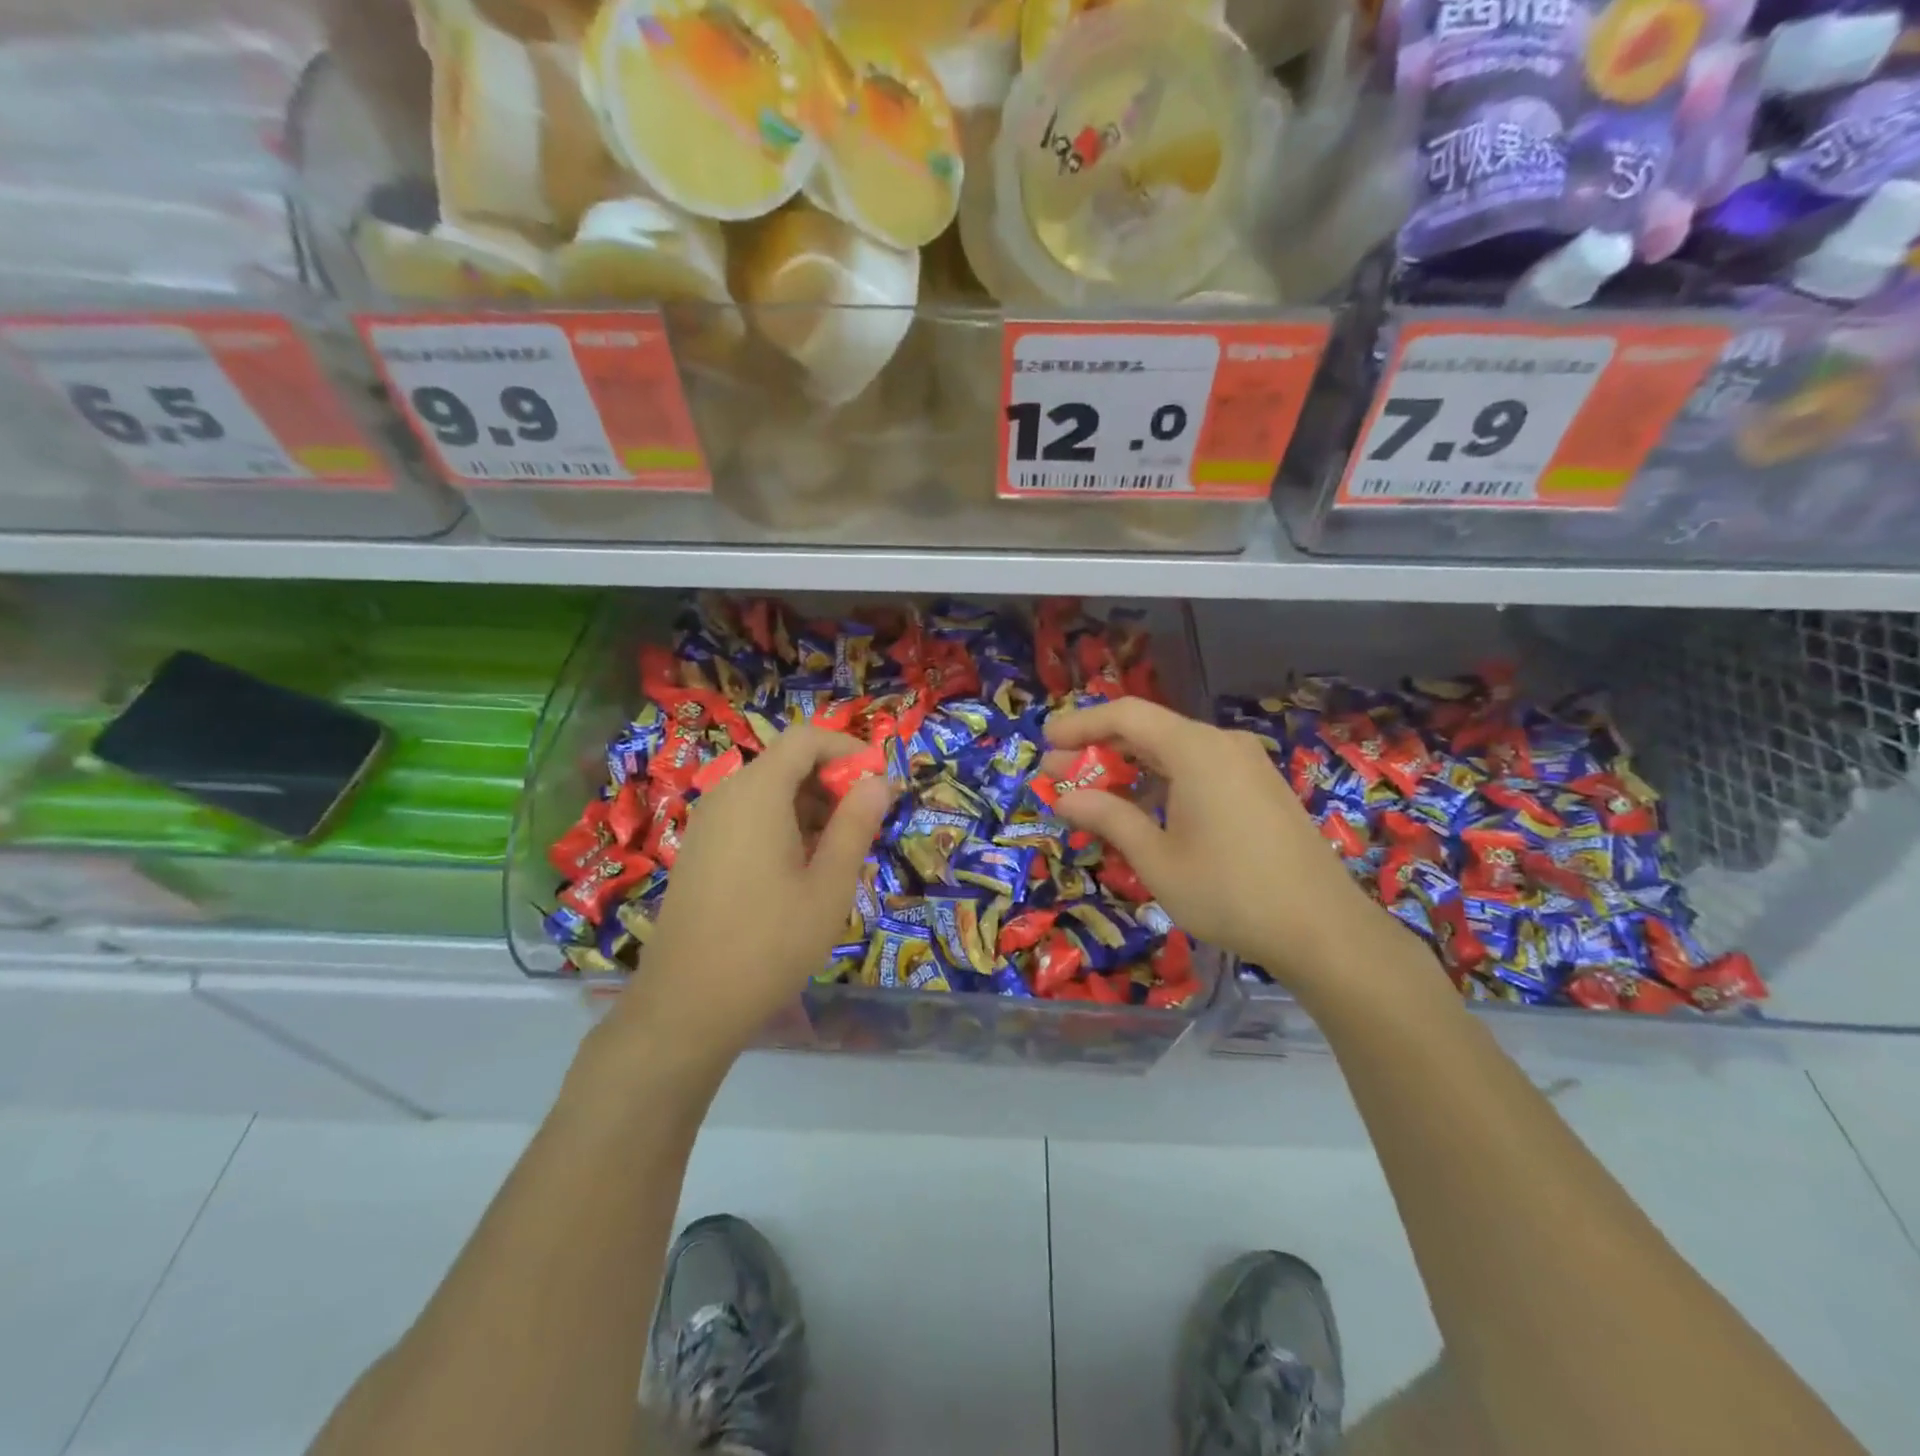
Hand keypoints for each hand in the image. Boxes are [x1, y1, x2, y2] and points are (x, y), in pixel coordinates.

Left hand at [606, 725, 895, 1066]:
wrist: (686, 1006)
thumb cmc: (769, 943)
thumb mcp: (829, 886)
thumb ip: (856, 825)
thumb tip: (878, 783)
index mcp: (758, 793)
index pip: (806, 738)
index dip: (848, 749)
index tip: (880, 783)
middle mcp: (726, 795)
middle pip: (787, 763)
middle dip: (833, 783)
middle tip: (866, 826)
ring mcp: (708, 823)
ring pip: (769, 791)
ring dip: (811, 807)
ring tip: (839, 854)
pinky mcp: (700, 850)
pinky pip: (749, 817)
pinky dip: (784, 826)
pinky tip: (802, 871)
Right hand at [1046, 697, 1411, 989]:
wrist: (1323, 930)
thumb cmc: (1229, 892)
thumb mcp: (1156, 859)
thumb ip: (1108, 817)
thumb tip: (1065, 797)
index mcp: (1196, 749)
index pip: (1126, 715)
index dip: (1080, 725)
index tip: (1045, 744)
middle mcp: (1223, 745)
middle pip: (1149, 730)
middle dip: (1099, 750)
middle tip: (1058, 777)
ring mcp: (1247, 766)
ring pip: (1174, 752)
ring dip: (1129, 769)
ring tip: (1093, 798)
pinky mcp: (1260, 789)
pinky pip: (1199, 770)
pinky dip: (1162, 782)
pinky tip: (1144, 813)